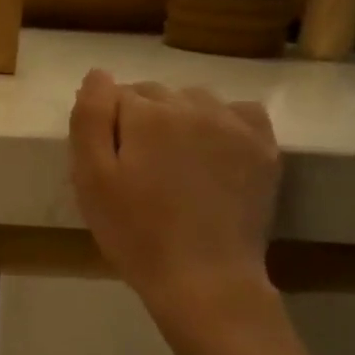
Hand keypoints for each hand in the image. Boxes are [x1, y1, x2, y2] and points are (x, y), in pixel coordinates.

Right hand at [68, 69, 280, 313]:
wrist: (204, 279)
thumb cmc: (137, 234)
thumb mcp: (91, 181)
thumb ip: (90, 119)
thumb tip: (97, 75)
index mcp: (148, 114)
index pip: (116, 95)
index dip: (106, 126)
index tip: (107, 162)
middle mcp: (194, 106)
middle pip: (155, 94)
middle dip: (140, 120)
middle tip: (136, 168)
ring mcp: (234, 124)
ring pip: (195, 101)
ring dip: (179, 119)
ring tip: (173, 164)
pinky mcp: (263, 147)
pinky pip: (240, 113)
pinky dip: (222, 123)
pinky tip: (213, 152)